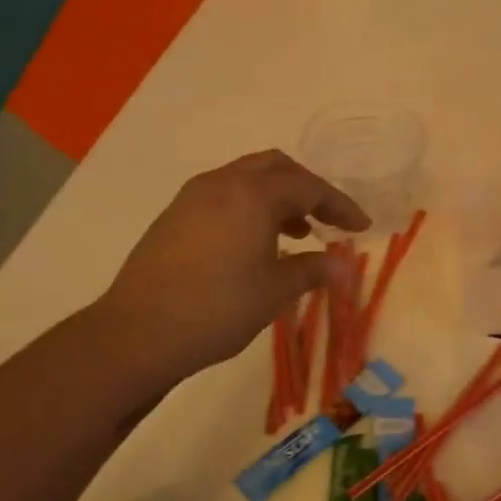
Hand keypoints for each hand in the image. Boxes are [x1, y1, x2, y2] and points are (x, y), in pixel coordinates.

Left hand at [95, 151, 368, 392]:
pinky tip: (255, 243)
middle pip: (275, 168)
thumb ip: (313, 270)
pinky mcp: (174, 216)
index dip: (339, 205)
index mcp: (253, 194)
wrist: (139, 332)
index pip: (308, 187)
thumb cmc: (218, 309)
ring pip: (246, 179)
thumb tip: (344, 267)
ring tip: (297, 234)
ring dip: (277, 197)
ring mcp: (193, 197)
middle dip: (307, 189)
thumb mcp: (275, 291)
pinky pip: (223, 195)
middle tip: (328, 219)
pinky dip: (249, 207)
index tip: (361, 227)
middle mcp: (222, 183)